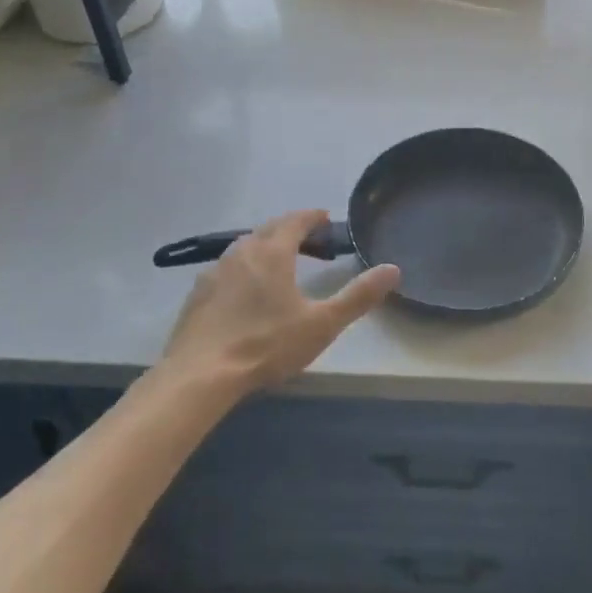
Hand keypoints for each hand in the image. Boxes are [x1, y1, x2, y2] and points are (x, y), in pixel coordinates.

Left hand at [160, 210, 399, 394]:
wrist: (200, 375)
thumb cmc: (266, 344)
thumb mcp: (322, 323)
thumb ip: (358, 296)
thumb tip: (393, 269)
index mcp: (272, 252)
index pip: (295, 220)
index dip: (312, 217)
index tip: (325, 218)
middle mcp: (242, 252)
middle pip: (269, 230)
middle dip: (291, 230)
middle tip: (310, 242)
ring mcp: (215, 272)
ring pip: (245, 248)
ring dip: (265, 248)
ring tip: (280, 264)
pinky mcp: (198, 294)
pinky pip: (226, 269)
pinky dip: (244, 269)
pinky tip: (246, 292)